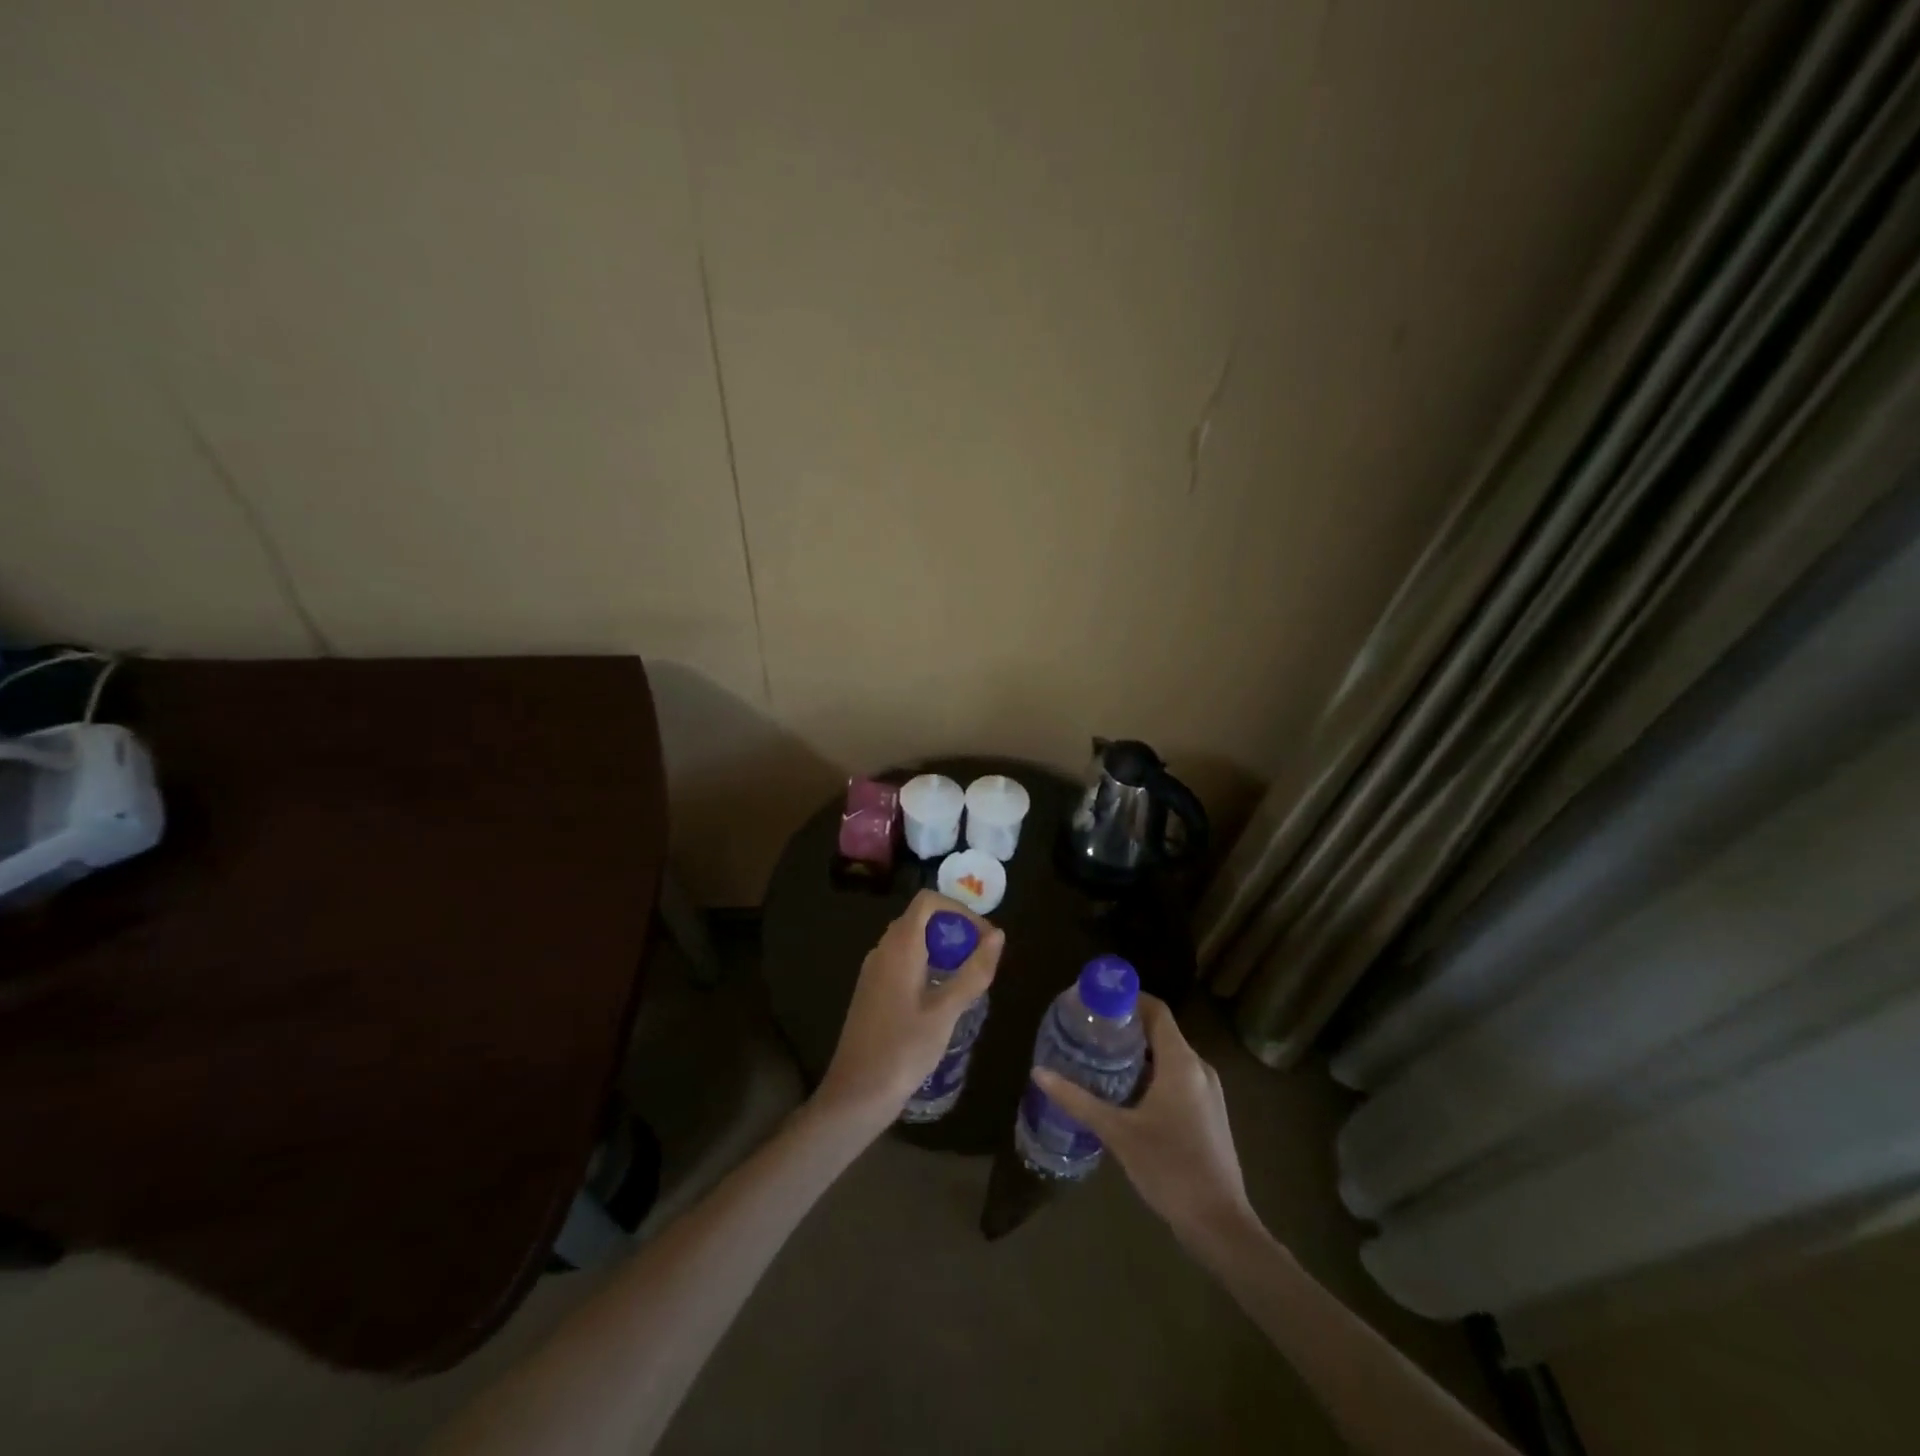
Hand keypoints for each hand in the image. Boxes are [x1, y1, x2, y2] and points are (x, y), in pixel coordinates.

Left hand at [815, 890, 1003, 1134]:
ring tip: (968, 978)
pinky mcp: (873, 991)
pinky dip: (928, 965)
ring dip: (943, 949)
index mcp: (899, 947)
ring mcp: (874, 971)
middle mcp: (882, 950)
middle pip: (921, 919)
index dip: (959, 910)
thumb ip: (974, 971)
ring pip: (912, 941)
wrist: (856, 1094)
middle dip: (955, 930)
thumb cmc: (903, 1050)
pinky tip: (943, 997)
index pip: (928, 901)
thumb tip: (998, 935)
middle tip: (982, 959)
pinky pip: (903, 962)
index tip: (984, 938)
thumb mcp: (946, 1012)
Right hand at [1033, 995, 1253, 1242]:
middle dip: (1125, 1027)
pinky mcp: (1208, 1112)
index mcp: (1181, 1062)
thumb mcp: (1117, 1132)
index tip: (1095, 1001)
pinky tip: (1125, 1093)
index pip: (1156, 1010)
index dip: (1128, 998)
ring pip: (1168, 1056)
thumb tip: (1039, 1073)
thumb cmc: (1169, 1168)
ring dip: (1137, 1053)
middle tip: (1089, 1031)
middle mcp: (1199, 1068)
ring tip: (1099, 1059)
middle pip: (1160, 1031)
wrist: (1219, 1224)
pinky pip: (1177, 1077)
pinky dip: (1151, 1073)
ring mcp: (1208, 1091)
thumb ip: (1078, 1100)